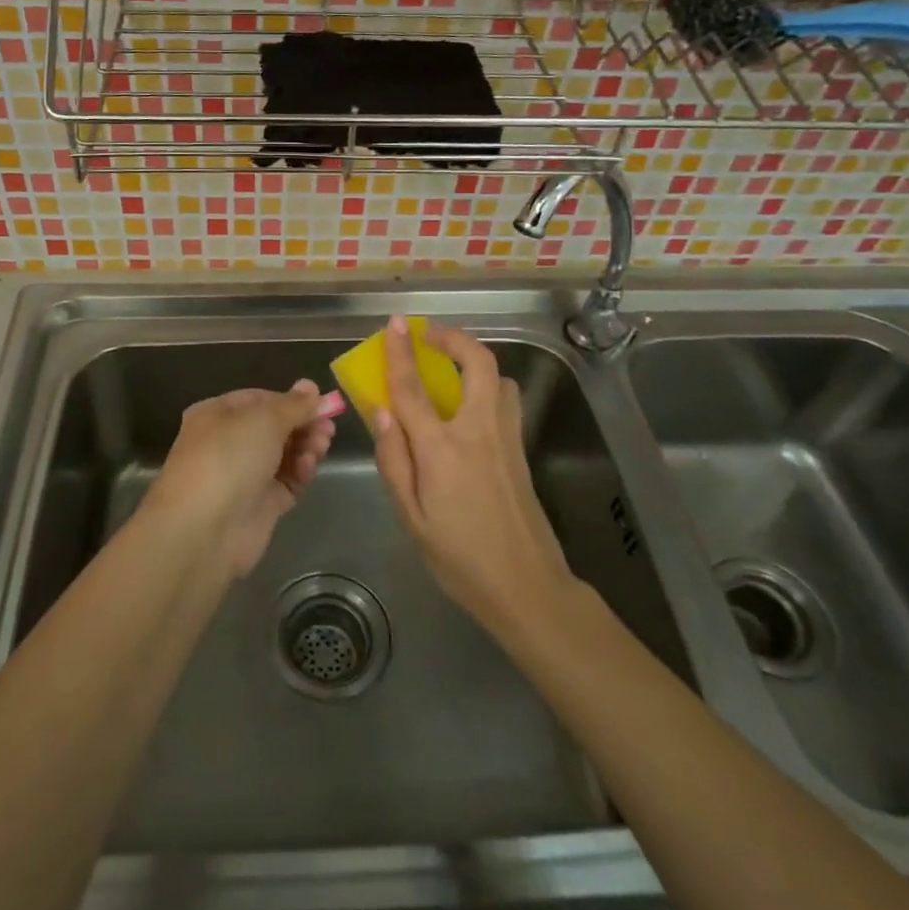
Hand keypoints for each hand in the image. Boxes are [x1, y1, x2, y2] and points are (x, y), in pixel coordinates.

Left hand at [144, 381, 336, 576]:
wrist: (205, 529)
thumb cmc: (229, 458)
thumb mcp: (264, 419)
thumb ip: (294, 404)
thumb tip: (310, 386)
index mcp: (217, 415)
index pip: (260, 399)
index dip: (290, 400)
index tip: (319, 404)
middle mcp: (228, 443)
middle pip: (275, 428)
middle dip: (303, 425)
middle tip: (327, 428)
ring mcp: (244, 475)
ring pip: (284, 454)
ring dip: (306, 447)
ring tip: (321, 446)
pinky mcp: (260, 505)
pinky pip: (287, 481)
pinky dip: (300, 472)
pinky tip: (308, 468)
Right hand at [370, 314, 575, 632]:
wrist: (527, 586)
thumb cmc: (459, 558)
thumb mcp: (411, 518)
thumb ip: (394, 461)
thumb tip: (381, 412)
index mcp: (443, 450)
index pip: (414, 388)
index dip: (401, 352)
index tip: (396, 323)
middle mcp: (479, 431)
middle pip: (476, 363)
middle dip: (453, 338)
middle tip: (429, 336)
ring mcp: (507, 438)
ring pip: (498, 377)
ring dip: (473, 361)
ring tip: (449, 369)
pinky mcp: (521, 449)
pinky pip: (505, 399)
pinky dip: (487, 384)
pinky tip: (469, 406)